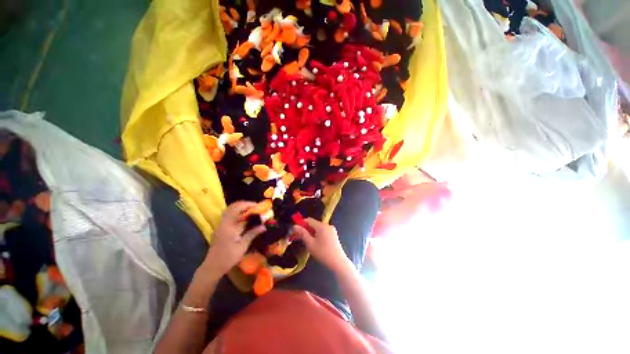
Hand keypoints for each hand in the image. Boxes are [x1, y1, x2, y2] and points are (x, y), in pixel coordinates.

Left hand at [203, 201, 265, 275]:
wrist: (213, 267)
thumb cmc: (229, 257)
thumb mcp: (243, 245)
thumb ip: (253, 233)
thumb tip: (264, 226)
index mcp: (229, 226)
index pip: (238, 209)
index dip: (248, 205)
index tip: (258, 205)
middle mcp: (223, 223)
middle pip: (232, 207)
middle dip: (244, 204)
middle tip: (255, 206)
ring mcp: (220, 225)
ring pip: (229, 210)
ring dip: (239, 207)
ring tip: (250, 209)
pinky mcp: (220, 229)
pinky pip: (228, 216)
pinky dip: (236, 212)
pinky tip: (243, 217)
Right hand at [292, 218, 349, 271]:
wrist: (338, 262)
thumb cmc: (323, 253)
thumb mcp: (310, 244)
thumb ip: (302, 233)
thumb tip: (295, 226)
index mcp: (321, 226)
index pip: (309, 220)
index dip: (301, 224)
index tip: (295, 230)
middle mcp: (327, 225)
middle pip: (313, 224)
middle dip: (305, 229)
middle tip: (298, 237)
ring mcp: (331, 229)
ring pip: (318, 228)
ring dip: (311, 232)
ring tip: (306, 241)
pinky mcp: (334, 235)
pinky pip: (323, 231)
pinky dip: (317, 234)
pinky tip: (315, 243)